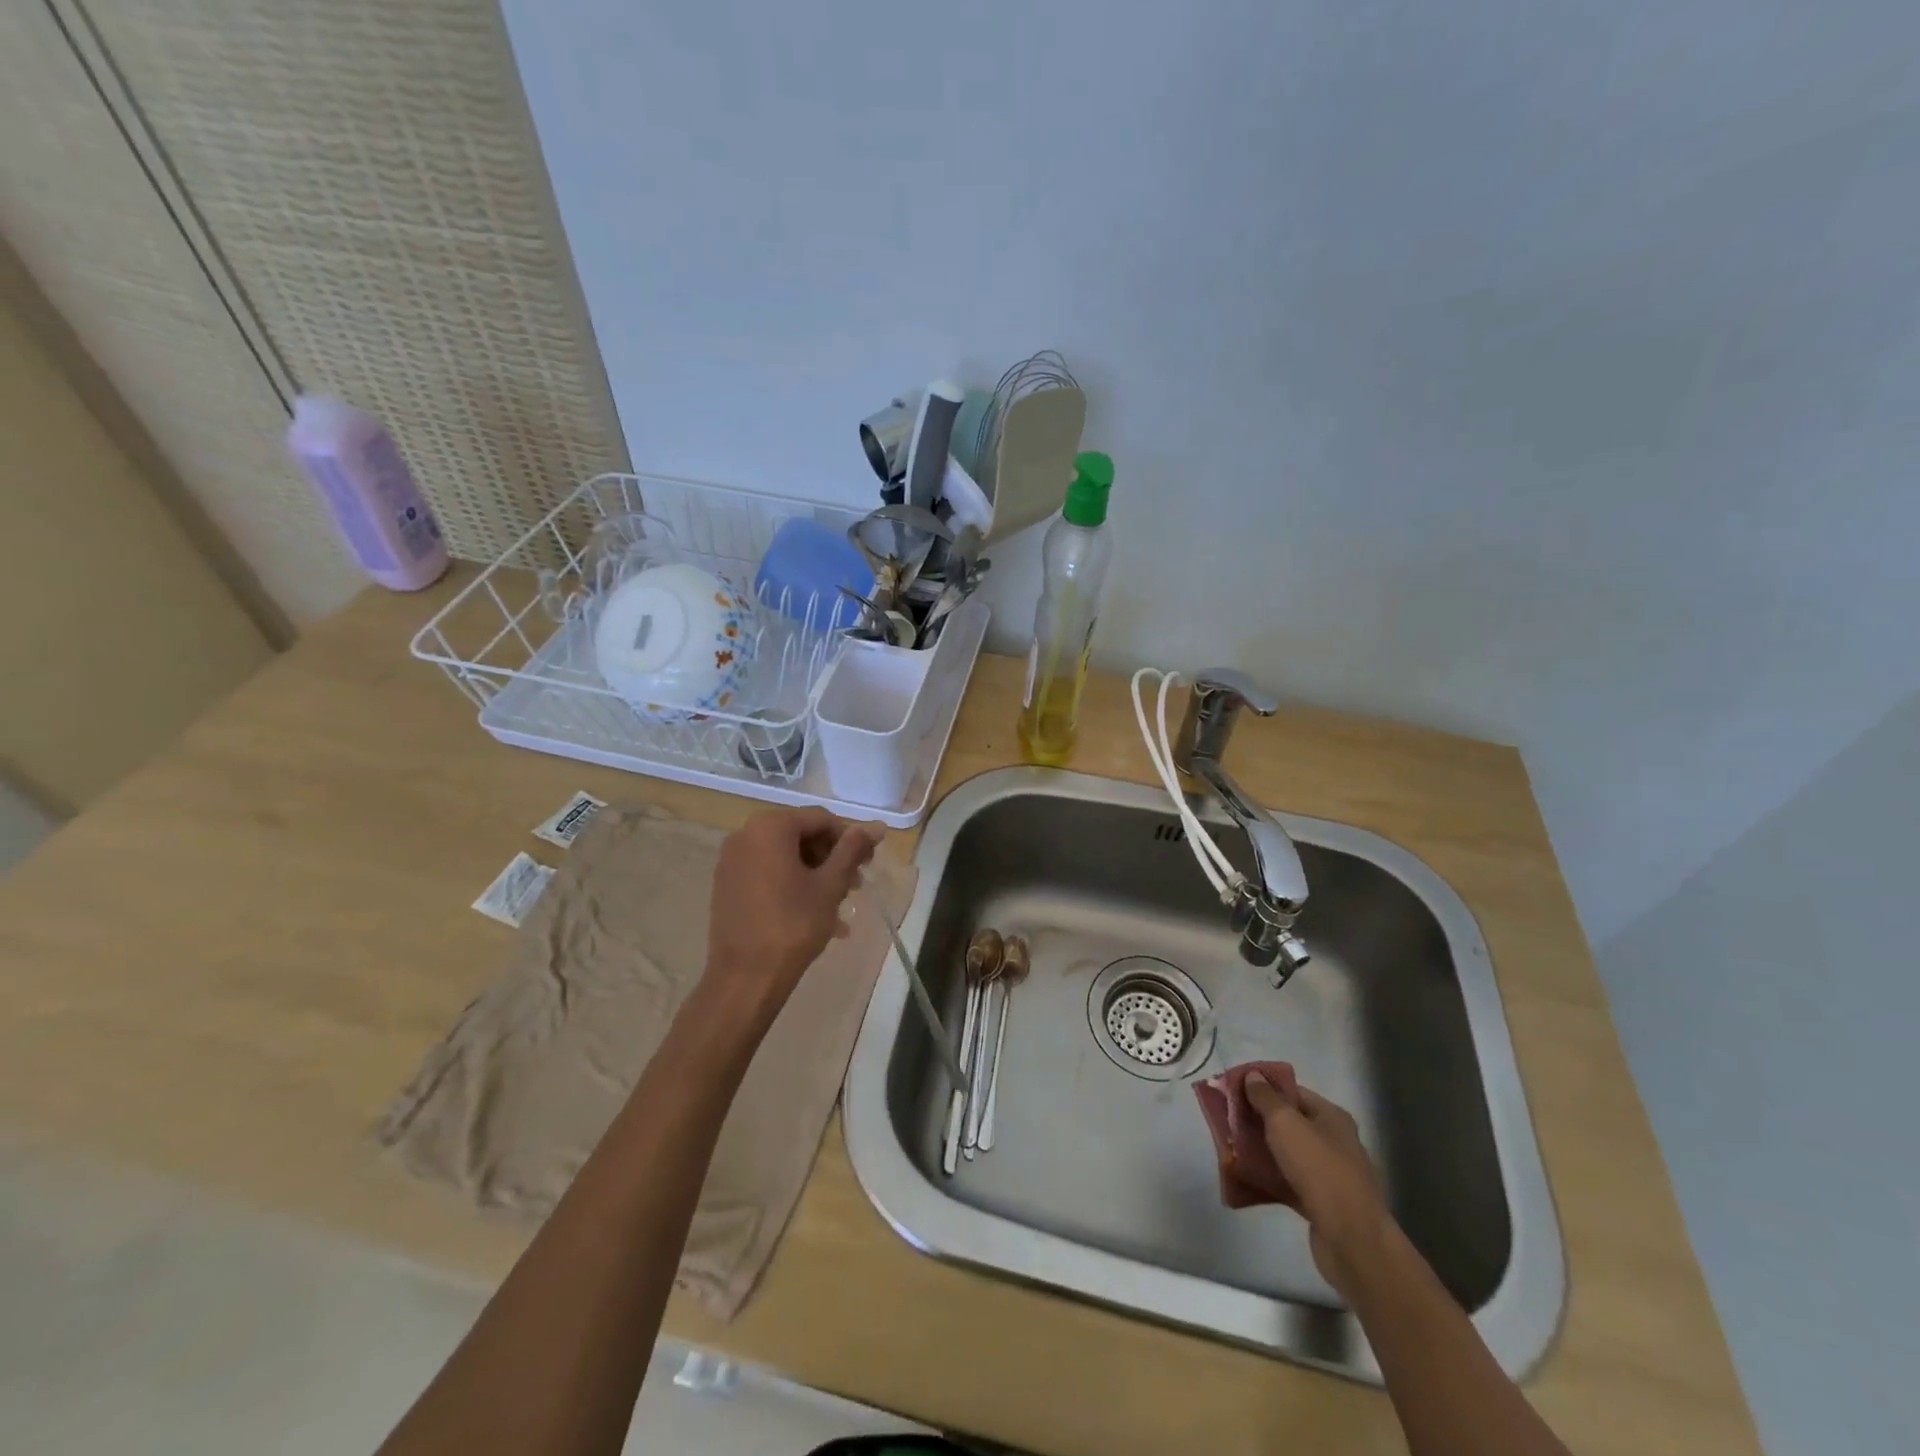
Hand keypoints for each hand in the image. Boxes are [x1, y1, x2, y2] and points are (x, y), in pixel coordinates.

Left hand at [702, 808, 882, 1030]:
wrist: (744, 979)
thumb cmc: (793, 925)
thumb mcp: (830, 885)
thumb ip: (852, 850)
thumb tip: (877, 826)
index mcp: (770, 828)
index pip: (820, 819)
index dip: (849, 839)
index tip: (867, 865)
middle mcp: (745, 835)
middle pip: (801, 836)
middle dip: (831, 859)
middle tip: (854, 886)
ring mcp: (731, 862)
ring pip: (785, 857)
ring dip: (815, 876)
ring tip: (839, 907)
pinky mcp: (727, 886)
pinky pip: (767, 874)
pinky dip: (792, 886)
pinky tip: (815, 916)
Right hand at [1242, 1074, 1393, 1297]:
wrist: (1352, 1240)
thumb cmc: (1319, 1169)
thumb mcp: (1285, 1123)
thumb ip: (1265, 1098)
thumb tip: (1253, 1076)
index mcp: (1332, 1117)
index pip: (1293, 1092)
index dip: (1264, 1088)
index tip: (1234, 1090)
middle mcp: (1334, 1142)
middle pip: (1290, 1123)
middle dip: (1259, 1121)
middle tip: (1228, 1120)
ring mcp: (1330, 1175)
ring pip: (1288, 1155)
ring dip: (1262, 1151)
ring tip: (1231, 1149)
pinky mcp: (1322, 1204)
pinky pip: (1290, 1183)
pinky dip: (1270, 1179)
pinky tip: (1247, 1179)